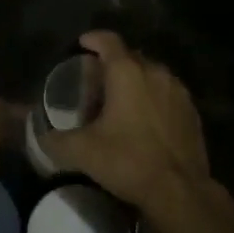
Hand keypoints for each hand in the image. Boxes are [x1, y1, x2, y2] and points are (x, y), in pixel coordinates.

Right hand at [44, 30, 212, 219]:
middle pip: (129, 56)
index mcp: (127, 72)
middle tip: (96, 82)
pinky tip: (144, 121)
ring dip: (134, 81)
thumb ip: (56, 139)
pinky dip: (153, 98)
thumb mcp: (83, 152)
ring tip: (120, 101)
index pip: (108, 40)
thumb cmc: (129, 161)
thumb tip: (41, 136)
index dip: (92, 39)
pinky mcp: (192, 112)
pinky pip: (166, 93)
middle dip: (112, 64)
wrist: (181, 193)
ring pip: (151, 74)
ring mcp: (177, 91)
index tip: (81, 46)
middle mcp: (154, 72)